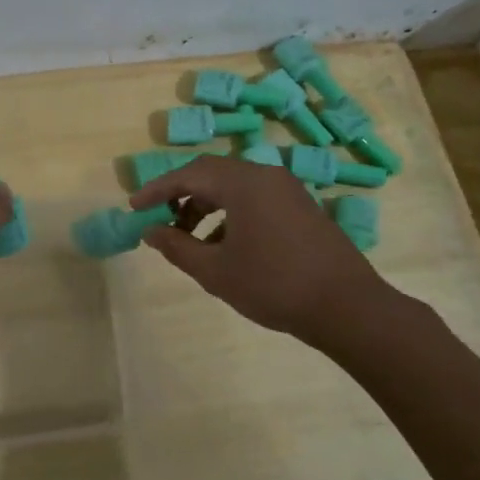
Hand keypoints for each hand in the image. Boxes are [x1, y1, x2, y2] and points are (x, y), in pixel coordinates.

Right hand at [129, 154, 400, 346]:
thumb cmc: (273, 285)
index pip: (188, 174)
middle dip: (180, 196)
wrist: (346, 306)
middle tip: (159, 221)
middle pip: (212, 174)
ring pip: (234, 187)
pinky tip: (225, 246)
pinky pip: (255, 198)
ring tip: (190, 240)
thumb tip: (150, 231)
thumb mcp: (215, 271)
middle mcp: (266, 175)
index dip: (157, 189)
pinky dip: (230, 213)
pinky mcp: (301, 207)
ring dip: (205, 206)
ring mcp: (288, 190)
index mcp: (243, 183)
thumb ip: (177, 247)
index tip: (134, 208)